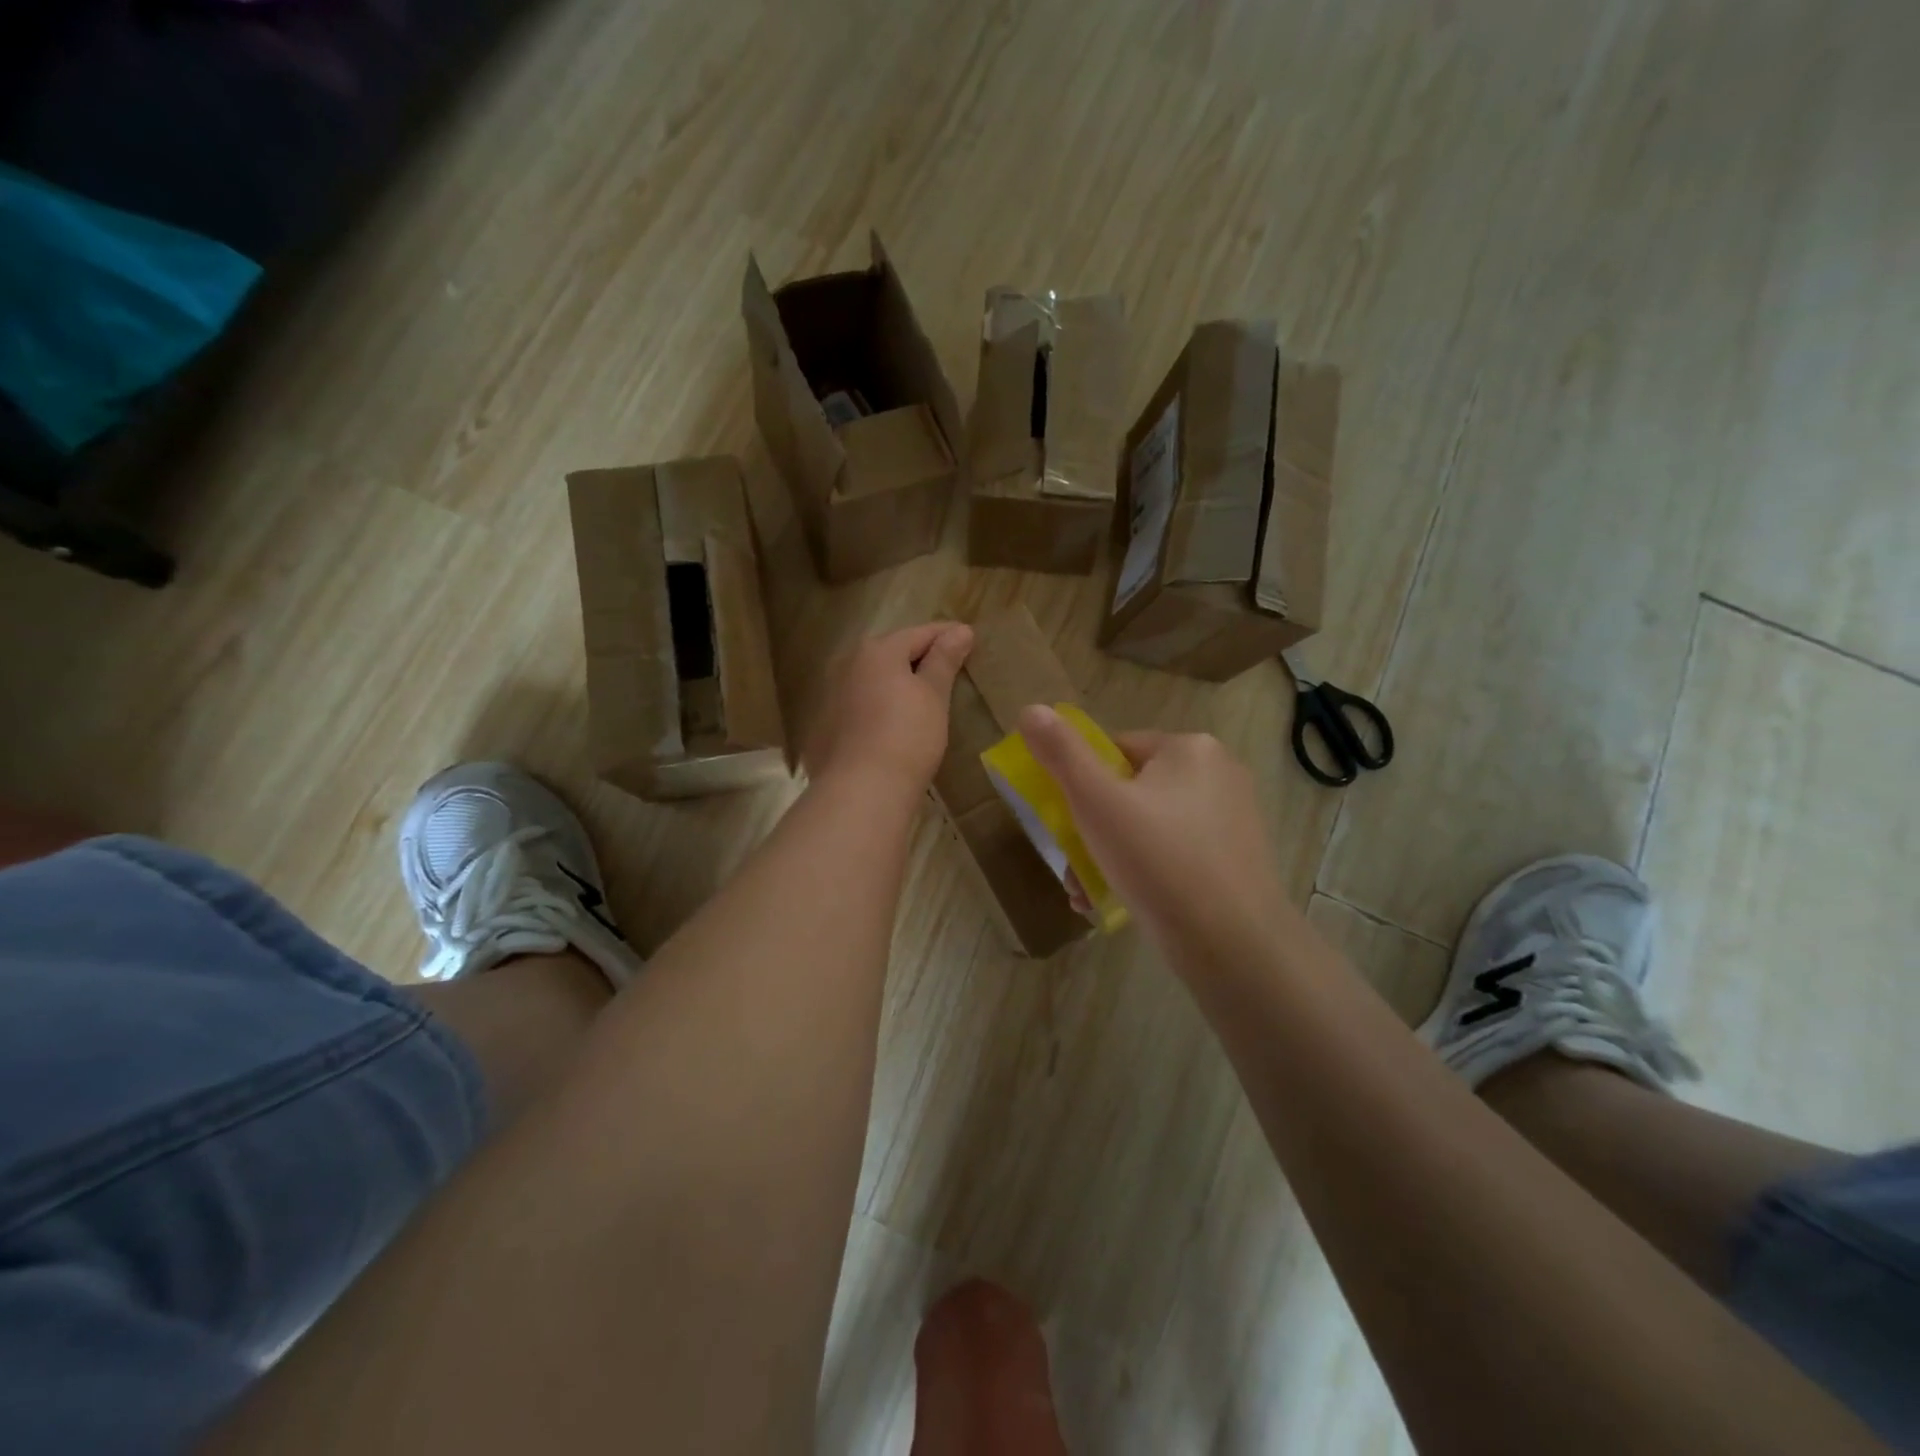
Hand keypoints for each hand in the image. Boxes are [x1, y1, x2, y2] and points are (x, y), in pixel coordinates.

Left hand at [804, 623, 973, 796]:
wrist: (861, 790)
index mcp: (876, 651)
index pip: (920, 633)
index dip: (947, 635)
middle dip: (918, 656)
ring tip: (920, 694)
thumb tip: (961, 630)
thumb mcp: (934, 695)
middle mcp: (846, 664)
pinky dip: (876, 705)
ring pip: (870, 678)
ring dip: (894, 681)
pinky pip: (857, 704)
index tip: (969, 637)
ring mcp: (829, 695)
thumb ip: (945, 660)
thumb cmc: (907, 735)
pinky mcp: (823, 726)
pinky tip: (890, 723)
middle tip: (946, 665)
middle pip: (890, 652)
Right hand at [1018, 706, 1295, 973]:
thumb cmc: (1159, 861)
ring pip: (1150, 826)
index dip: (1082, 782)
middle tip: (1072, 866)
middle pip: (1131, 791)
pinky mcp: (1236, 859)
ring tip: (1086, 892)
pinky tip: (1120, 901)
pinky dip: (1145, 871)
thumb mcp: (1096, 802)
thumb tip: (1031, 709)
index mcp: (1190, 748)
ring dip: (1111, 855)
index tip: (1066, 821)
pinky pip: (1175, 853)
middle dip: (1093, 829)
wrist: (1233, 945)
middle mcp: (1218, 774)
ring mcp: (1232, 819)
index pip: (1116, 750)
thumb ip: (1061, 754)